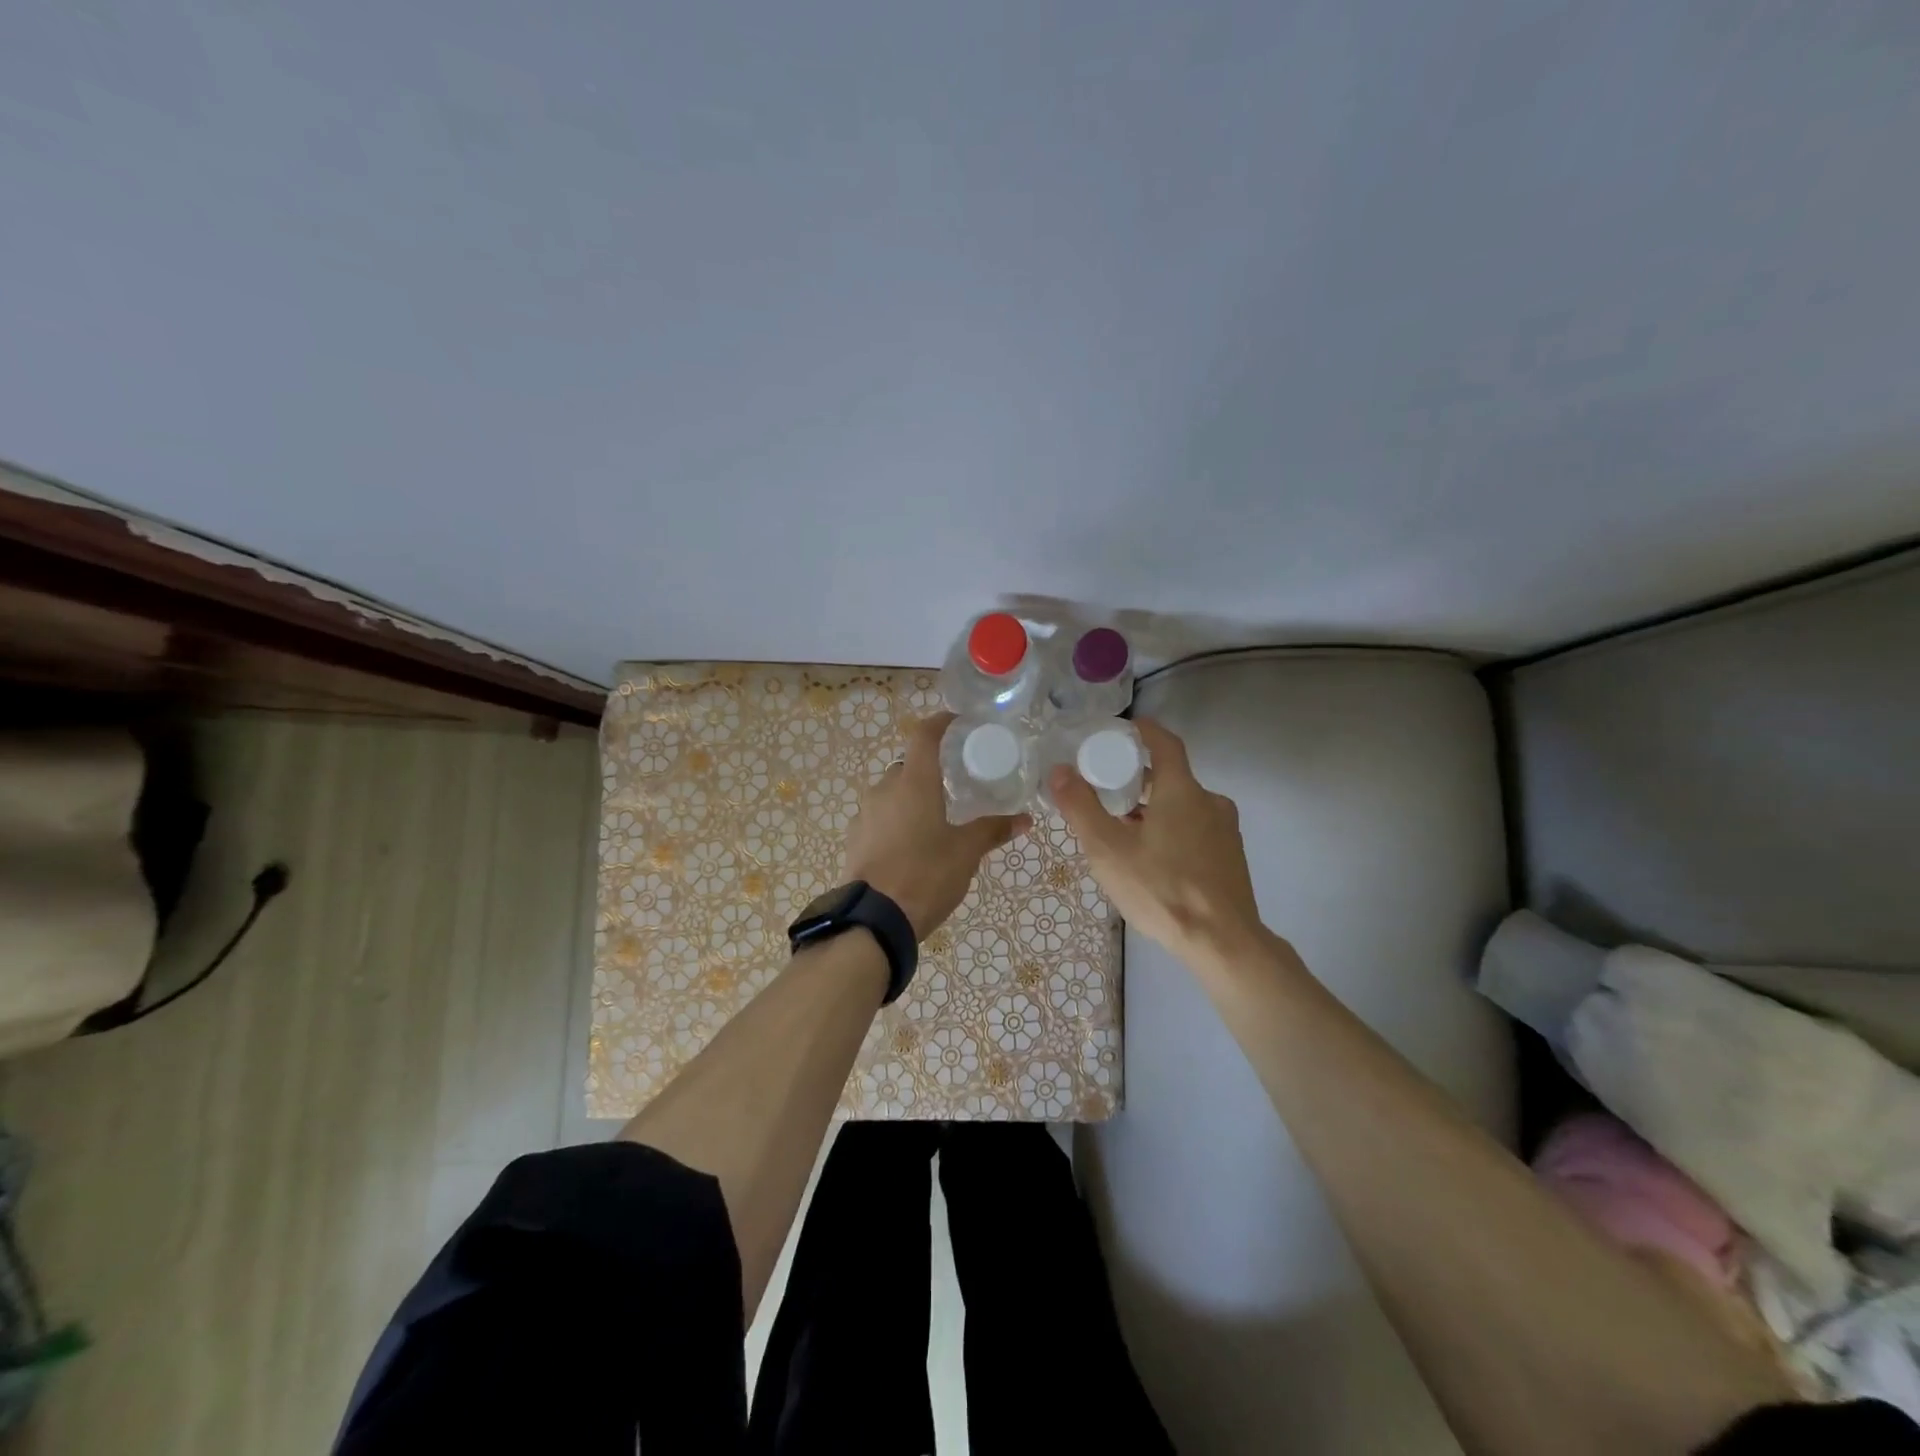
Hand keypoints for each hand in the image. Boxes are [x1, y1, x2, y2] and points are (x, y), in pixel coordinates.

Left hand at [843, 712, 1028, 940]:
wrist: (874, 920)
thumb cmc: (926, 875)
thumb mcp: (966, 852)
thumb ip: (993, 830)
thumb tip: (1025, 819)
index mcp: (913, 783)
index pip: (924, 736)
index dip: (940, 723)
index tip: (957, 723)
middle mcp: (884, 790)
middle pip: (907, 767)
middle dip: (928, 771)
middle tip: (953, 785)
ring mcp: (865, 814)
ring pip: (891, 794)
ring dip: (910, 798)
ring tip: (934, 820)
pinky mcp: (855, 839)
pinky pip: (879, 818)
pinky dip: (895, 821)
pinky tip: (911, 845)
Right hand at [1047, 718, 1266, 964]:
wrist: (1222, 943)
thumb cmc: (1161, 889)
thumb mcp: (1108, 849)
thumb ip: (1081, 807)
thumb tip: (1059, 770)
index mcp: (1183, 790)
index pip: (1165, 743)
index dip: (1142, 731)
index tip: (1120, 732)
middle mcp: (1210, 802)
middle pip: (1171, 777)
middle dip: (1139, 780)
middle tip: (1106, 792)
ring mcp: (1225, 831)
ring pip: (1183, 807)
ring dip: (1154, 810)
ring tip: (1122, 832)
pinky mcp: (1231, 857)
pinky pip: (1196, 830)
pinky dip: (1172, 831)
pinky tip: (1152, 860)